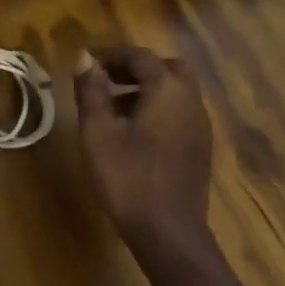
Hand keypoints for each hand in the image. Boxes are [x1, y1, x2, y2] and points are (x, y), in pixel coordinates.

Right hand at [74, 45, 213, 248]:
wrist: (168, 231)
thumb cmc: (127, 177)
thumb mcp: (98, 132)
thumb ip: (91, 91)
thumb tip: (84, 58)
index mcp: (167, 90)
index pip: (140, 56)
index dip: (112, 54)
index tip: (87, 62)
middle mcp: (191, 100)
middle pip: (166, 68)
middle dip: (135, 68)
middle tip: (105, 79)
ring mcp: (200, 124)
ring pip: (176, 91)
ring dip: (147, 88)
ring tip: (113, 105)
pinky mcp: (200, 146)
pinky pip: (180, 112)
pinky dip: (158, 108)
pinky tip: (134, 132)